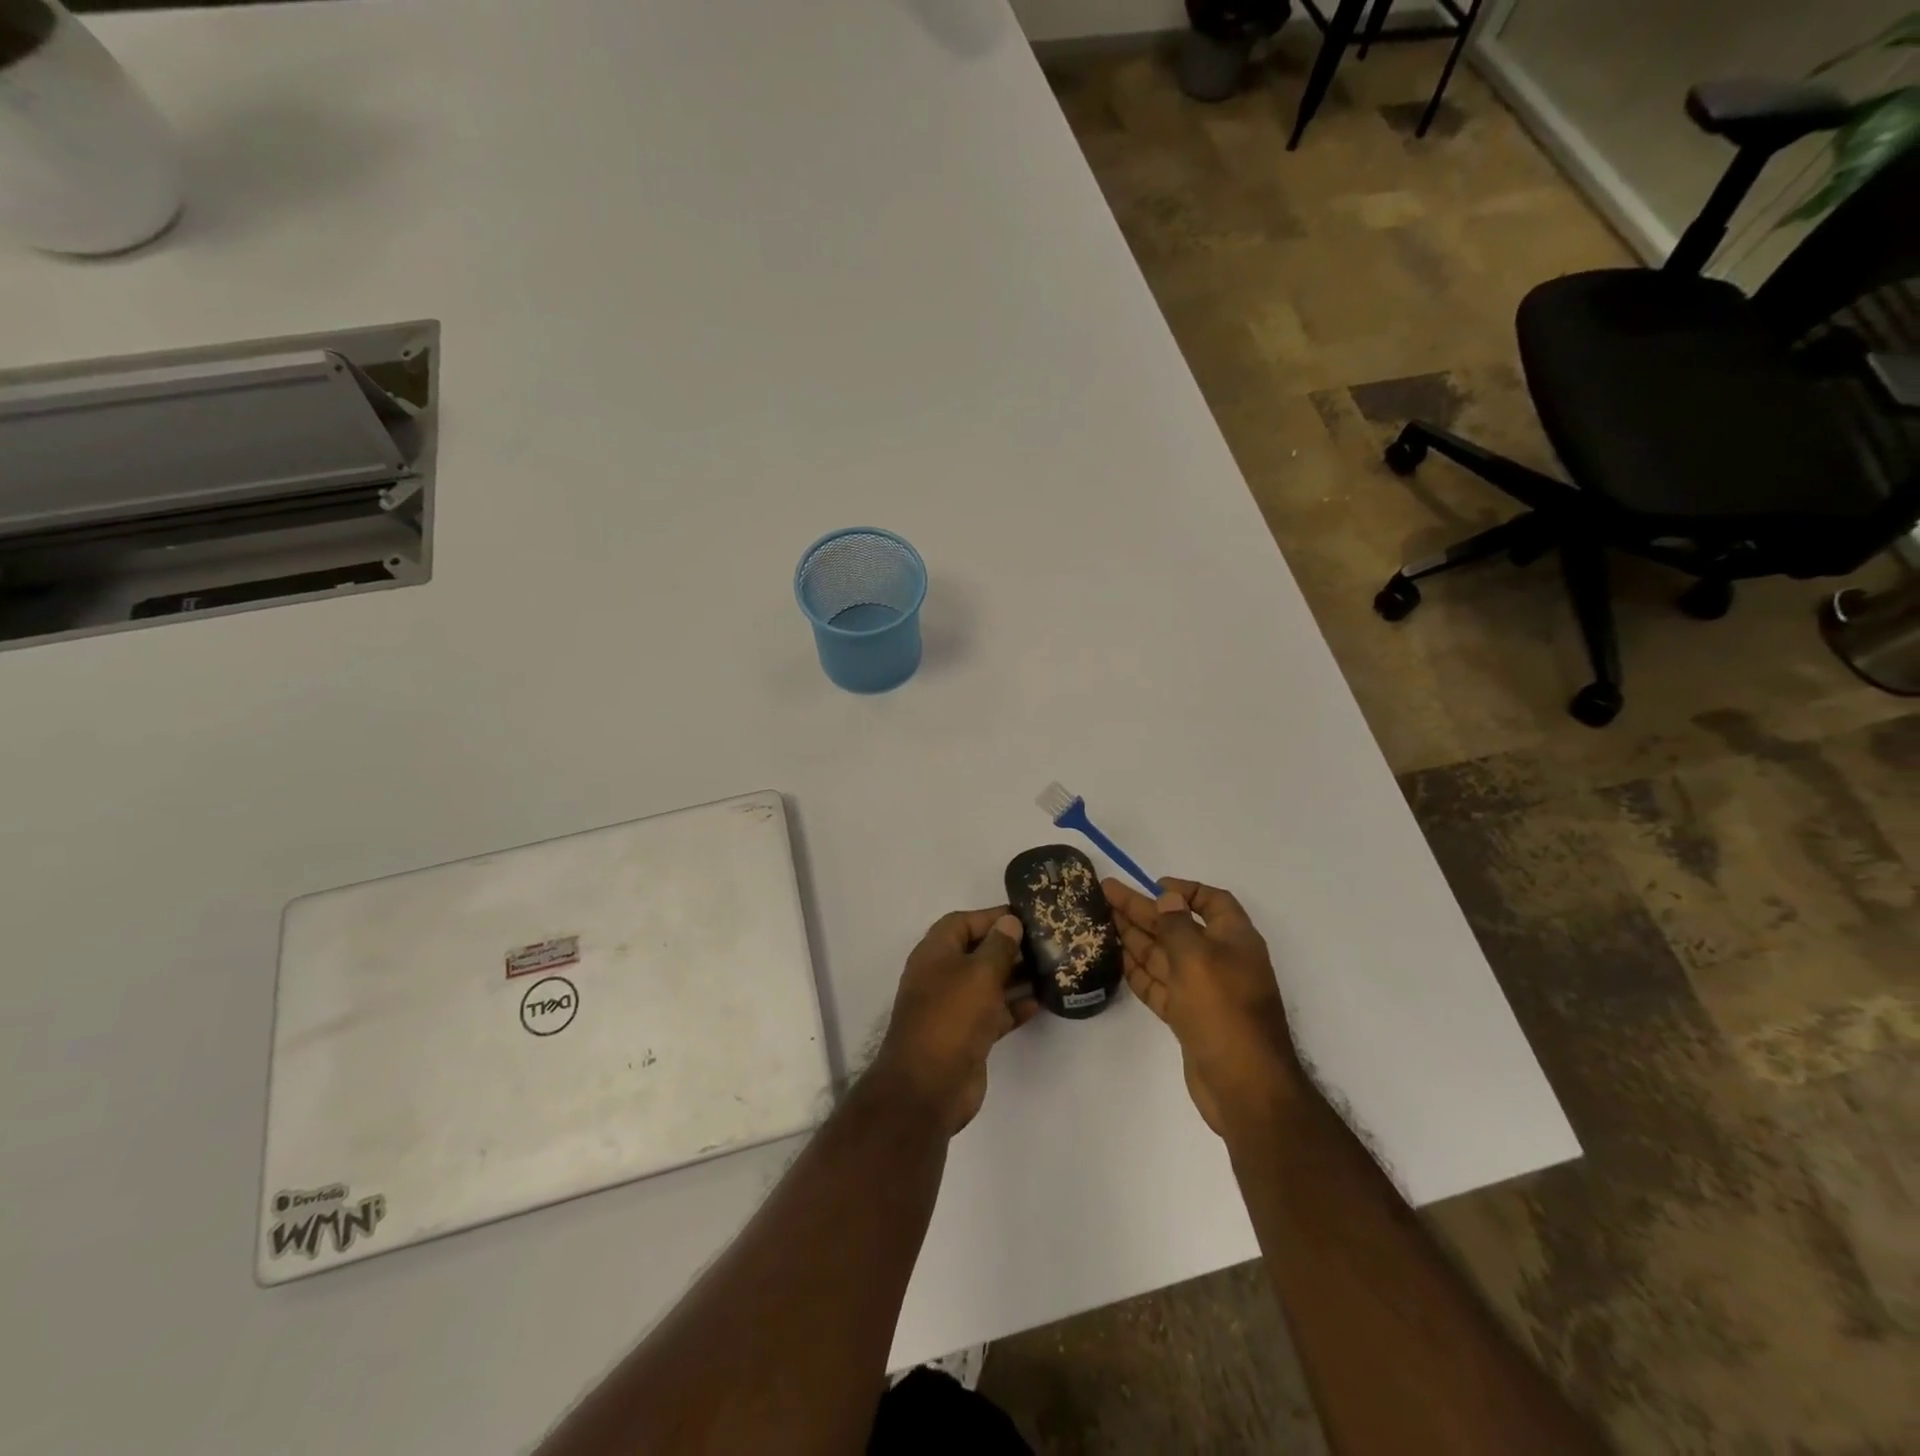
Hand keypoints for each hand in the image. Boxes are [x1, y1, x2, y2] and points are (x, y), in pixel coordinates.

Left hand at [873, 907, 1039, 1134]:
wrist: (929, 1086)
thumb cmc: (952, 1017)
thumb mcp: (979, 973)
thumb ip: (999, 946)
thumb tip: (1010, 922)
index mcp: (935, 953)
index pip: (963, 922)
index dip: (992, 917)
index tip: (1026, 917)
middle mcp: (941, 975)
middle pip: (977, 951)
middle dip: (1008, 947)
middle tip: (1045, 943)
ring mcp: (953, 1007)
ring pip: (988, 983)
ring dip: (1015, 977)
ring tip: (1050, 969)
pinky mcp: (967, 1035)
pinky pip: (993, 1012)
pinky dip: (1013, 1007)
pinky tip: (1040, 1003)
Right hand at [1104, 877, 1302, 1137]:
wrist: (1244, 1086)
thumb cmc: (1223, 1010)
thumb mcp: (1197, 957)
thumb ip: (1177, 924)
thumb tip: (1169, 896)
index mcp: (1234, 939)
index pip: (1211, 902)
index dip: (1184, 889)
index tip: (1152, 885)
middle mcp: (1220, 960)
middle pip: (1178, 926)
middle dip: (1144, 910)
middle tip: (1106, 894)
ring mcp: (1203, 991)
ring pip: (1165, 956)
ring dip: (1136, 937)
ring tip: (1102, 920)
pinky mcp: (1189, 1017)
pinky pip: (1160, 985)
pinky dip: (1139, 971)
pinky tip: (1116, 958)